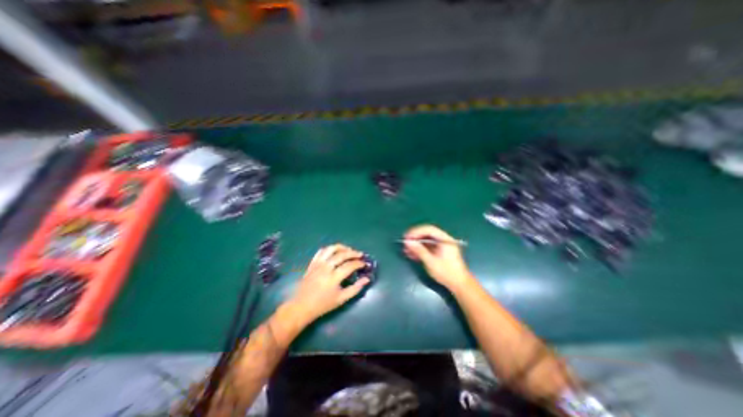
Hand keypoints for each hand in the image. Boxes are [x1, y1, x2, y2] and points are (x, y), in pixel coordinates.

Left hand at [291, 247, 371, 323]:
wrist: (302, 306)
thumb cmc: (323, 304)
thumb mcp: (341, 299)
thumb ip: (355, 288)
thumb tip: (367, 279)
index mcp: (333, 278)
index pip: (350, 266)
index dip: (359, 263)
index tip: (364, 264)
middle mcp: (326, 268)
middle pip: (342, 255)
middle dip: (353, 253)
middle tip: (360, 254)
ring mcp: (318, 264)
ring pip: (331, 249)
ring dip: (341, 247)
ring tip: (348, 250)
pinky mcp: (312, 263)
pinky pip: (321, 251)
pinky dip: (329, 249)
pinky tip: (335, 251)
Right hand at [404, 225, 471, 290]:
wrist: (459, 285)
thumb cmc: (447, 273)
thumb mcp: (431, 262)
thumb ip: (419, 250)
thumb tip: (407, 242)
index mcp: (445, 239)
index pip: (429, 229)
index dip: (416, 232)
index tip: (406, 237)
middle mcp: (444, 239)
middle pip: (427, 233)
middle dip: (415, 237)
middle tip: (405, 243)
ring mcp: (442, 245)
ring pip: (426, 240)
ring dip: (416, 244)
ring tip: (406, 250)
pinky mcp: (439, 251)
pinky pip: (428, 247)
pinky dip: (420, 249)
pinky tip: (412, 254)